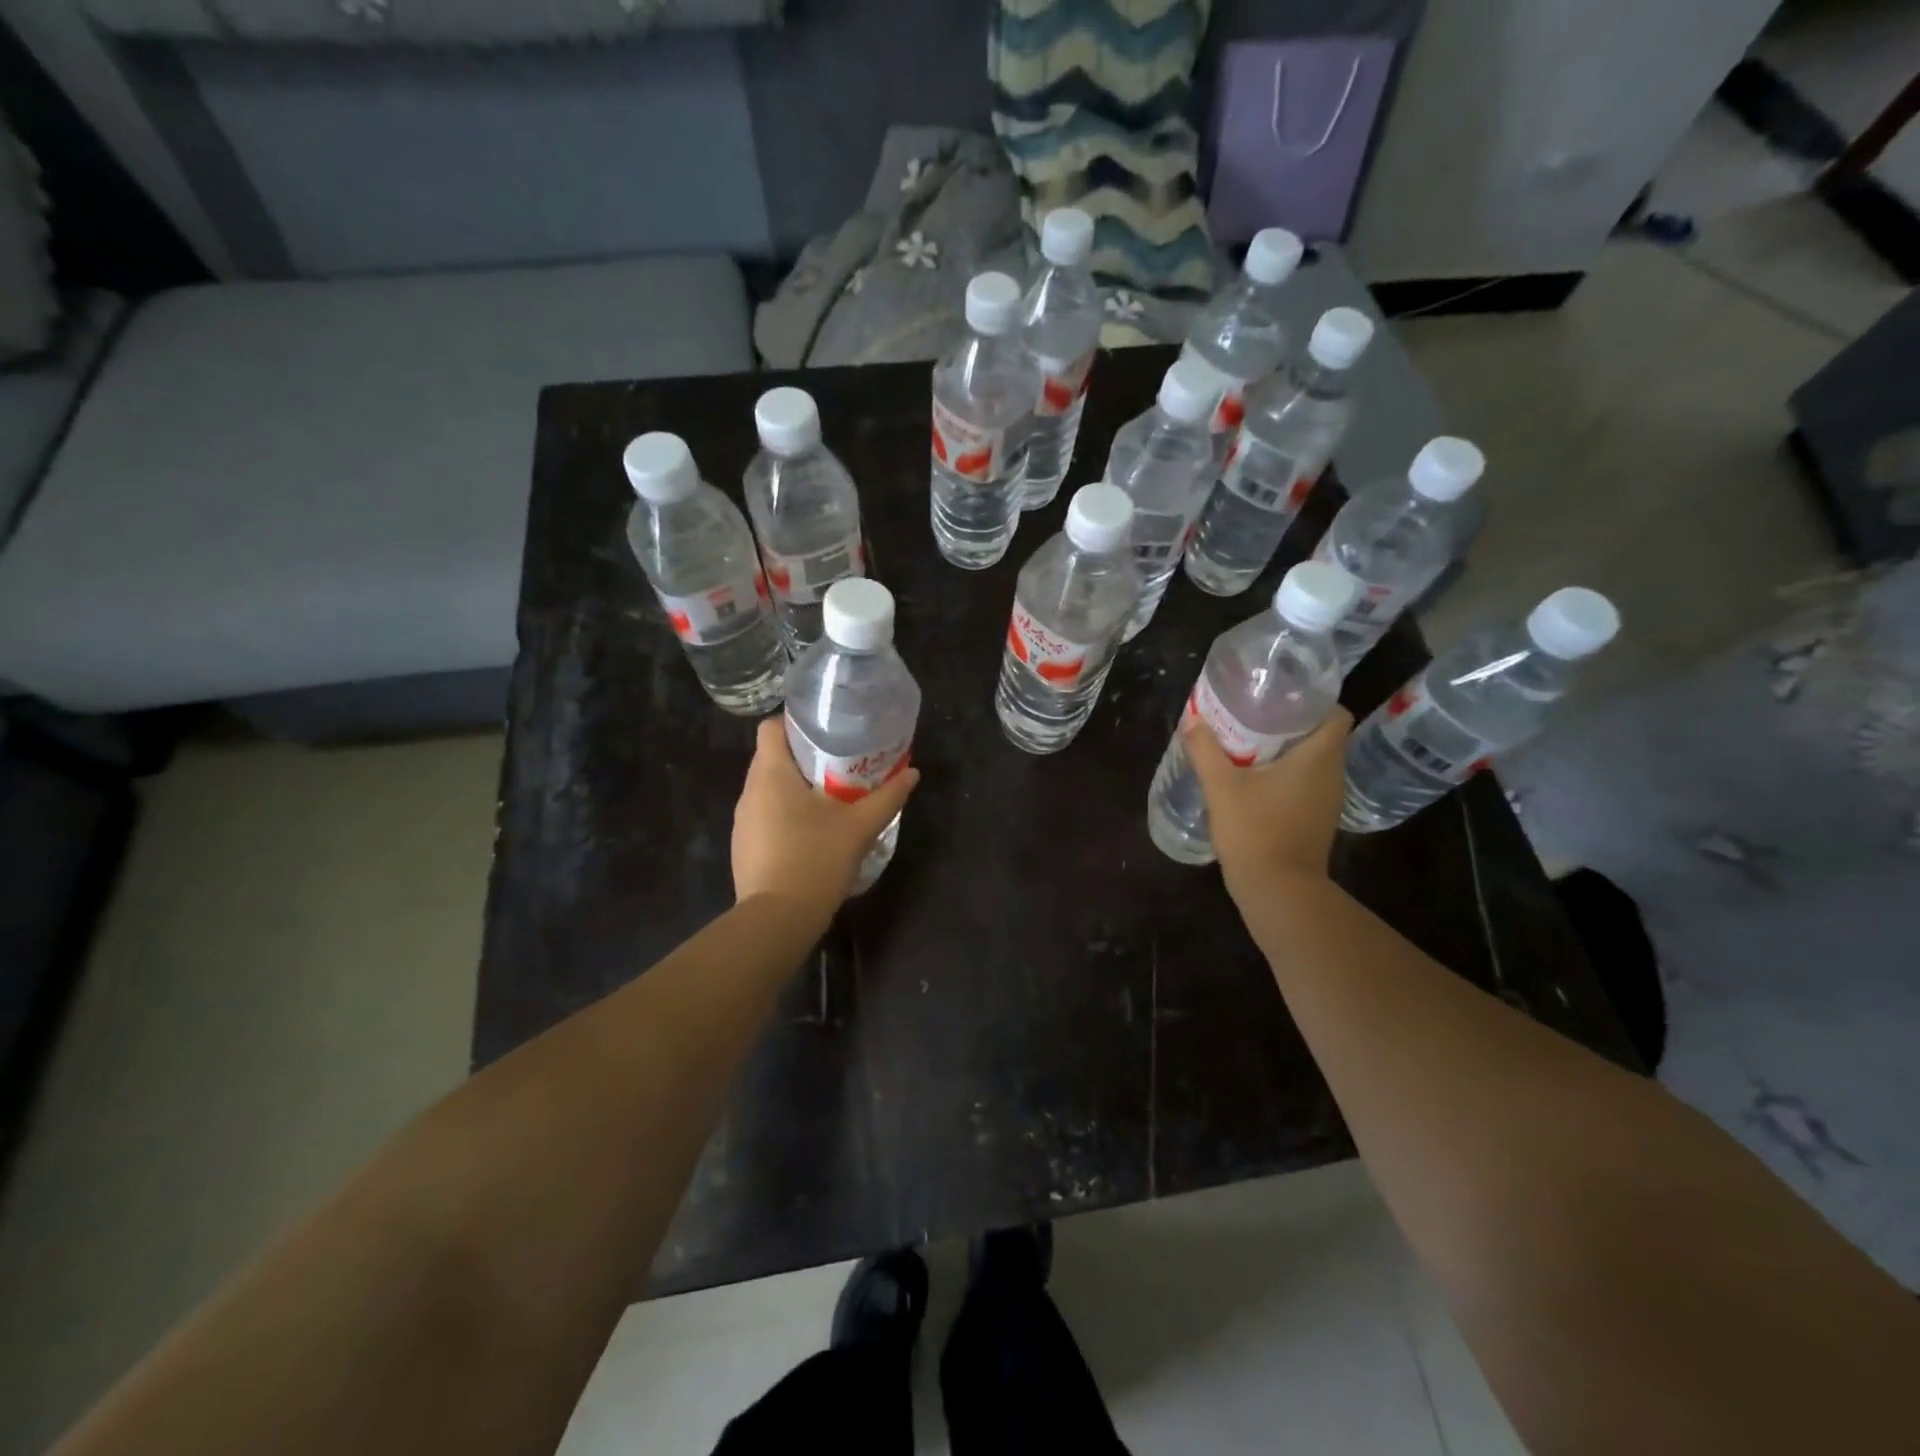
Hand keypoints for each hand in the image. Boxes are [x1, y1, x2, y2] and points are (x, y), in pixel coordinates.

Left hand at [732, 717, 921, 912]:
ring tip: (831, 796)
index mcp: (770, 774)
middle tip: (841, 763)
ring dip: (796, 787)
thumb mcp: (860, 826)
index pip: (771, 728)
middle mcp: (749, 791)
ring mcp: (743, 821)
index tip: (828, 732)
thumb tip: (912, 773)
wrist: (777, 919)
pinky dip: (787, 813)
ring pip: (769, 788)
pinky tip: (813, 831)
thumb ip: (887, 797)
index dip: (797, 723)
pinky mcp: (744, 846)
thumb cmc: (816, 860)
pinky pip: (765, 815)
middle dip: (805, 756)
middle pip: (772, 757)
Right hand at [1184, 708, 1352, 899]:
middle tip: (1253, 714)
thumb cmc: (1255, 831)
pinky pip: (1305, 783)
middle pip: (1321, 735)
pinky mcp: (1316, 819)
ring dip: (1286, 750)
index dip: (1313, 701)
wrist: (1277, 890)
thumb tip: (1192, 720)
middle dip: (1290, 722)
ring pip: (1313, 761)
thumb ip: (1206, 750)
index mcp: (1319, 757)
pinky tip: (1254, 779)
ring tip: (1249, 743)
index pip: (1336, 714)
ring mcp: (1326, 800)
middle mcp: (1331, 774)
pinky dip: (1286, 775)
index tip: (1279, 697)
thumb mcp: (1221, 787)